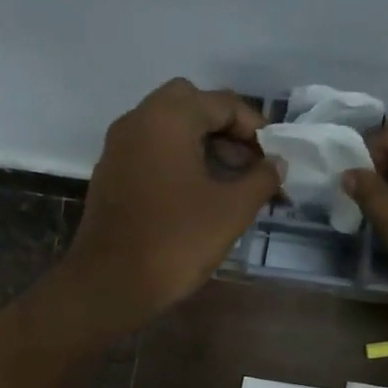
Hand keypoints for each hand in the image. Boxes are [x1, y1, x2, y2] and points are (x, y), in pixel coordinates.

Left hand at [57, 79, 282, 334]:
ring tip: (232, 186)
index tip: (276, 159)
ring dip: (203, 148)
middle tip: (250, 166)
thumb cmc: (175, 242)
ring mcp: (118, 149)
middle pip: (192, 107)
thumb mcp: (231, 211)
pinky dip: (178, 163)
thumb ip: (261, 180)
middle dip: (226, 132)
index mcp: (167, 118)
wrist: (110, 284)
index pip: (223, 103)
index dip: (256, 129)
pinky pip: (152, 154)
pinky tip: (198, 198)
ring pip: (169, 130)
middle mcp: (138, 120)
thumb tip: (277, 163)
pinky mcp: (111, 176)